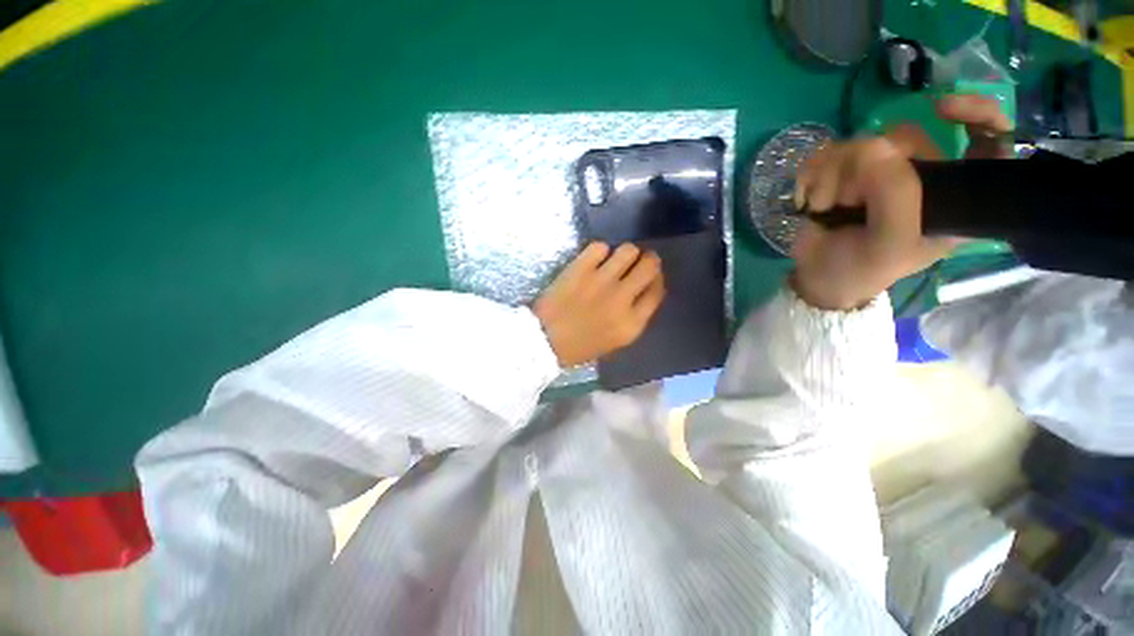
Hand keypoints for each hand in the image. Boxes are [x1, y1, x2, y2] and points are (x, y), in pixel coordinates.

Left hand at [534, 242, 665, 367]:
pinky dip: (600, 251)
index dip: (657, 280)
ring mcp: (601, 281)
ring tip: (615, 259)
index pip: (657, 291)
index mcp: (632, 323)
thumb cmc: (580, 346)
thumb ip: (633, 317)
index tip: (650, 276)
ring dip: (626, 253)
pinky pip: (600, 247)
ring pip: (628, 250)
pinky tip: (594, 259)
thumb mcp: (615, 341)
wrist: (544, 340)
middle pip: (649, 266)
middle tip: (638, 261)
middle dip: (648, 260)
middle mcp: (622, 298)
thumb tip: (642, 290)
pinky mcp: (580, 269)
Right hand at [790, 94, 1010, 310]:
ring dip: (832, 177)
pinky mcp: (842, 174)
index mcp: (951, 198)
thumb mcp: (888, 246)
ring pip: (859, 143)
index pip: (989, 141)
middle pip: (906, 138)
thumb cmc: (859, 270)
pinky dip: (811, 176)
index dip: (977, 114)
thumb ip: (895, 198)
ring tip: (825, 207)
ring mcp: (878, 173)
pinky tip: (809, 199)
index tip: (942, 110)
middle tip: (849, 201)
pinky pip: (826, 154)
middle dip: (868, 168)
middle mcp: (920, 177)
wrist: (815, 277)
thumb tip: (874, 147)